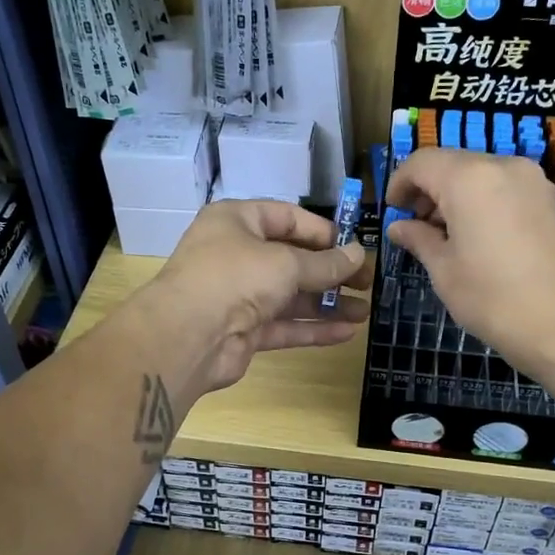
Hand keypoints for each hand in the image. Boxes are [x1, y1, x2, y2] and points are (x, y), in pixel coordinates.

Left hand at [137, 200, 369, 393]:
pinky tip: (346, 333)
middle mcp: (235, 254)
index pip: (286, 217)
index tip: (354, 247)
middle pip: (291, 259)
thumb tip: (357, 255)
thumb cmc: (235, 277)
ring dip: (326, 304)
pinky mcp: (243, 331)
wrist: (187, 336)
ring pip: (290, 296)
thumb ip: (325, 263)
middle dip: (330, 272)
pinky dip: (312, 328)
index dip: (322, 231)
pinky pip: (284, 325)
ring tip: (364, 311)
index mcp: (237, 222)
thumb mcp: (285, 263)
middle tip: (367, 282)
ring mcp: (238, 295)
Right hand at [385, 148, 554, 380]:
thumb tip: (399, 227)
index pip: (422, 162)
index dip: (400, 182)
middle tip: (416, 226)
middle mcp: (504, 167)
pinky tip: (481, 237)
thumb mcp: (444, 271)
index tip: (392, 210)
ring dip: (457, 195)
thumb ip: (418, 239)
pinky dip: (484, 201)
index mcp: (470, 179)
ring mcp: (534, 181)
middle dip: (428, 189)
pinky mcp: (553, 200)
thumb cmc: (493, 300)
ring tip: (447, 235)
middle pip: (453, 163)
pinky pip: (506, 188)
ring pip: (481, 174)